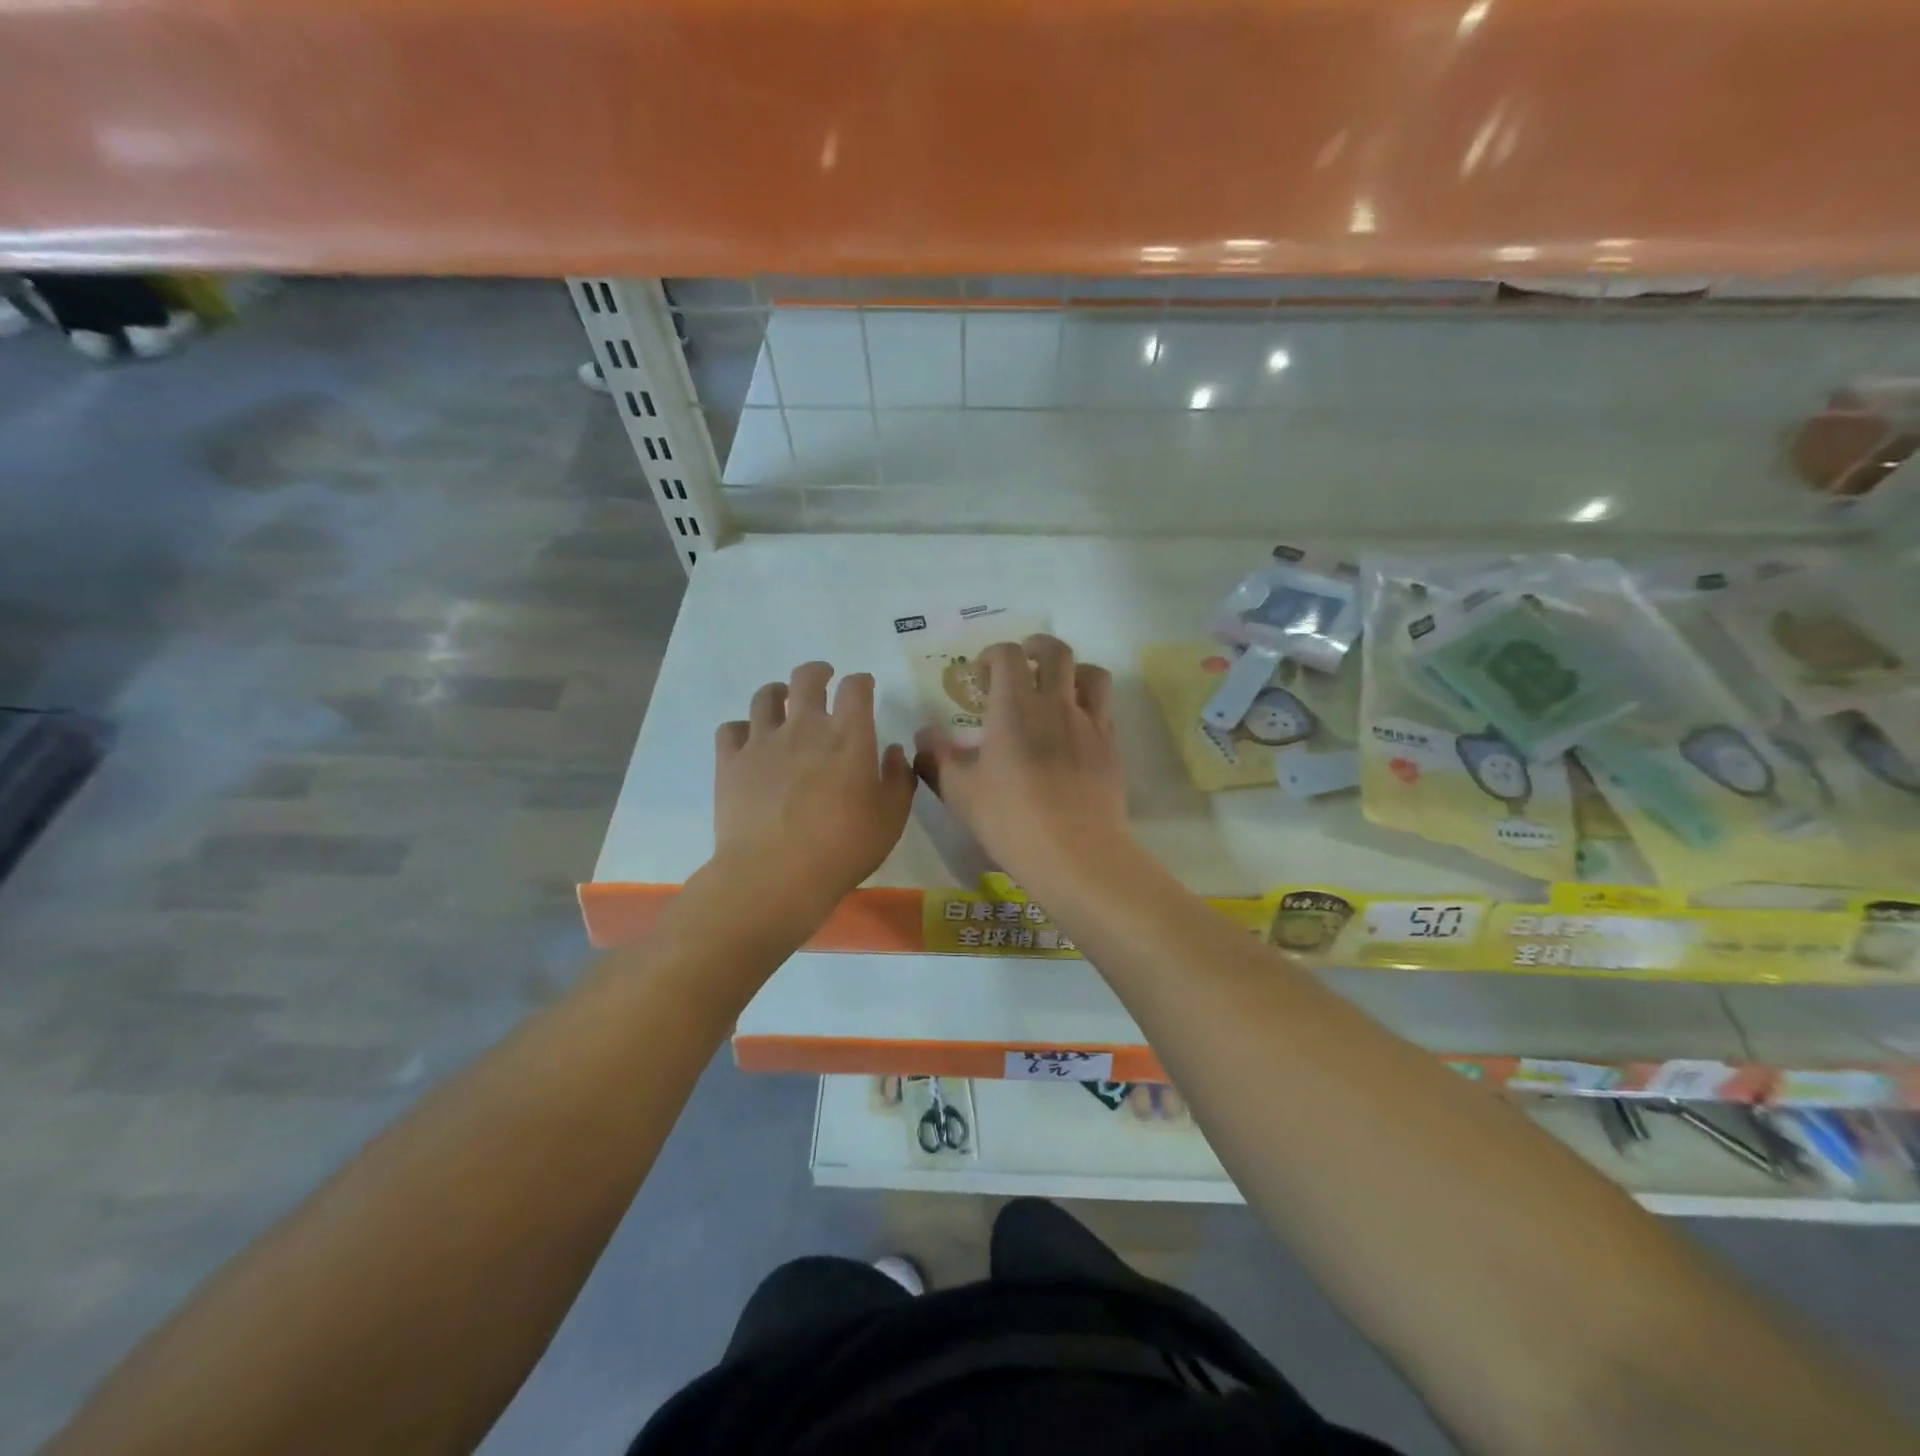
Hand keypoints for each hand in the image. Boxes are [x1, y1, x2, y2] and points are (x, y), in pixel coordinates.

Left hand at [713, 662, 915, 926]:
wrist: (774, 875)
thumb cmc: (843, 848)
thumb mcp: (891, 818)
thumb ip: (898, 779)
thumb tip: (894, 751)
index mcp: (848, 735)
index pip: (856, 688)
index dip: (861, 682)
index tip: (864, 687)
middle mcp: (804, 726)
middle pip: (807, 677)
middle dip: (818, 672)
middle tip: (824, 679)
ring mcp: (762, 741)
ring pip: (765, 696)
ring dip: (778, 693)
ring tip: (783, 702)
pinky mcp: (730, 762)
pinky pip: (731, 729)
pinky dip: (742, 729)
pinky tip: (749, 741)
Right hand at [914, 635, 1127, 880]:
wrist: (1076, 853)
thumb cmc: (1011, 821)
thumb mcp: (960, 793)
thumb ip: (937, 759)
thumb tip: (923, 736)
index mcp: (1015, 708)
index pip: (1008, 656)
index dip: (993, 655)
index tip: (982, 673)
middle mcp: (1056, 705)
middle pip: (1055, 652)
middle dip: (1036, 647)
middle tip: (1022, 662)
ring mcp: (1090, 724)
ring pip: (1091, 674)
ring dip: (1072, 670)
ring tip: (1058, 687)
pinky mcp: (1111, 747)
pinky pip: (1105, 709)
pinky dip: (1090, 704)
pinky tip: (1076, 727)